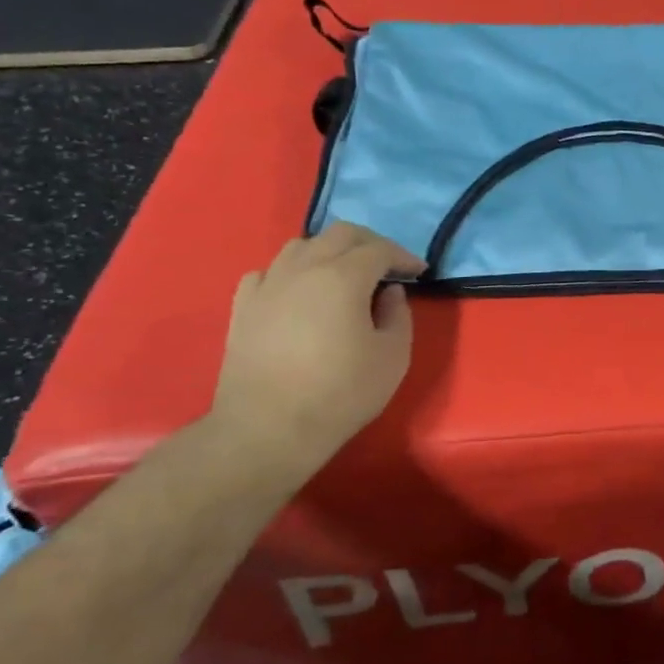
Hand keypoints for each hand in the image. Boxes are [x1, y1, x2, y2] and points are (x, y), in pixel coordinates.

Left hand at [208, 223, 425, 473]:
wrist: (268, 429)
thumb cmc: (341, 393)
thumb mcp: (393, 357)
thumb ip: (398, 315)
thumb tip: (389, 292)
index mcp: (343, 277)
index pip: (380, 249)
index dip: (404, 256)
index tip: (420, 272)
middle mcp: (303, 268)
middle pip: (339, 234)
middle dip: (370, 243)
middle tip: (388, 265)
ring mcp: (268, 285)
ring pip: (300, 246)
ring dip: (330, 252)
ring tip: (344, 275)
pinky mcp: (243, 306)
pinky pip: (269, 272)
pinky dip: (292, 272)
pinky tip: (299, 292)